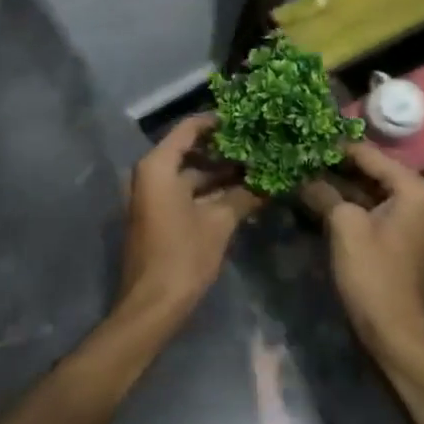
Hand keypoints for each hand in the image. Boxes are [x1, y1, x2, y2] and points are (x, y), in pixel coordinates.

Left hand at [117, 115, 260, 331]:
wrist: (152, 305)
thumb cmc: (182, 256)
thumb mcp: (219, 223)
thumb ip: (244, 196)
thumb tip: (272, 180)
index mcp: (159, 167)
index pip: (189, 129)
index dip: (217, 122)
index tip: (247, 119)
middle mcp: (151, 174)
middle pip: (190, 151)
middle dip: (225, 151)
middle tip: (259, 145)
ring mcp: (153, 196)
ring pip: (191, 175)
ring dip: (221, 174)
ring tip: (258, 168)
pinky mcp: (159, 215)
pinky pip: (186, 192)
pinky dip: (211, 192)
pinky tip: (243, 193)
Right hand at [300, 141, 423, 361]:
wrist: (394, 332)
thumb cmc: (373, 274)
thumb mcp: (345, 226)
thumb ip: (325, 192)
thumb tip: (302, 175)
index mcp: (412, 188)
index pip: (368, 153)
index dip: (334, 146)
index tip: (301, 137)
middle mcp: (415, 196)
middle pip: (368, 169)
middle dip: (333, 164)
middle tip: (296, 154)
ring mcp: (405, 217)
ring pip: (364, 189)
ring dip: (335, 183)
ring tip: (298, 170)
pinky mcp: (393, 235)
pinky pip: (366, 208)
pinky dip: (342, 202)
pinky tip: (312, 196)